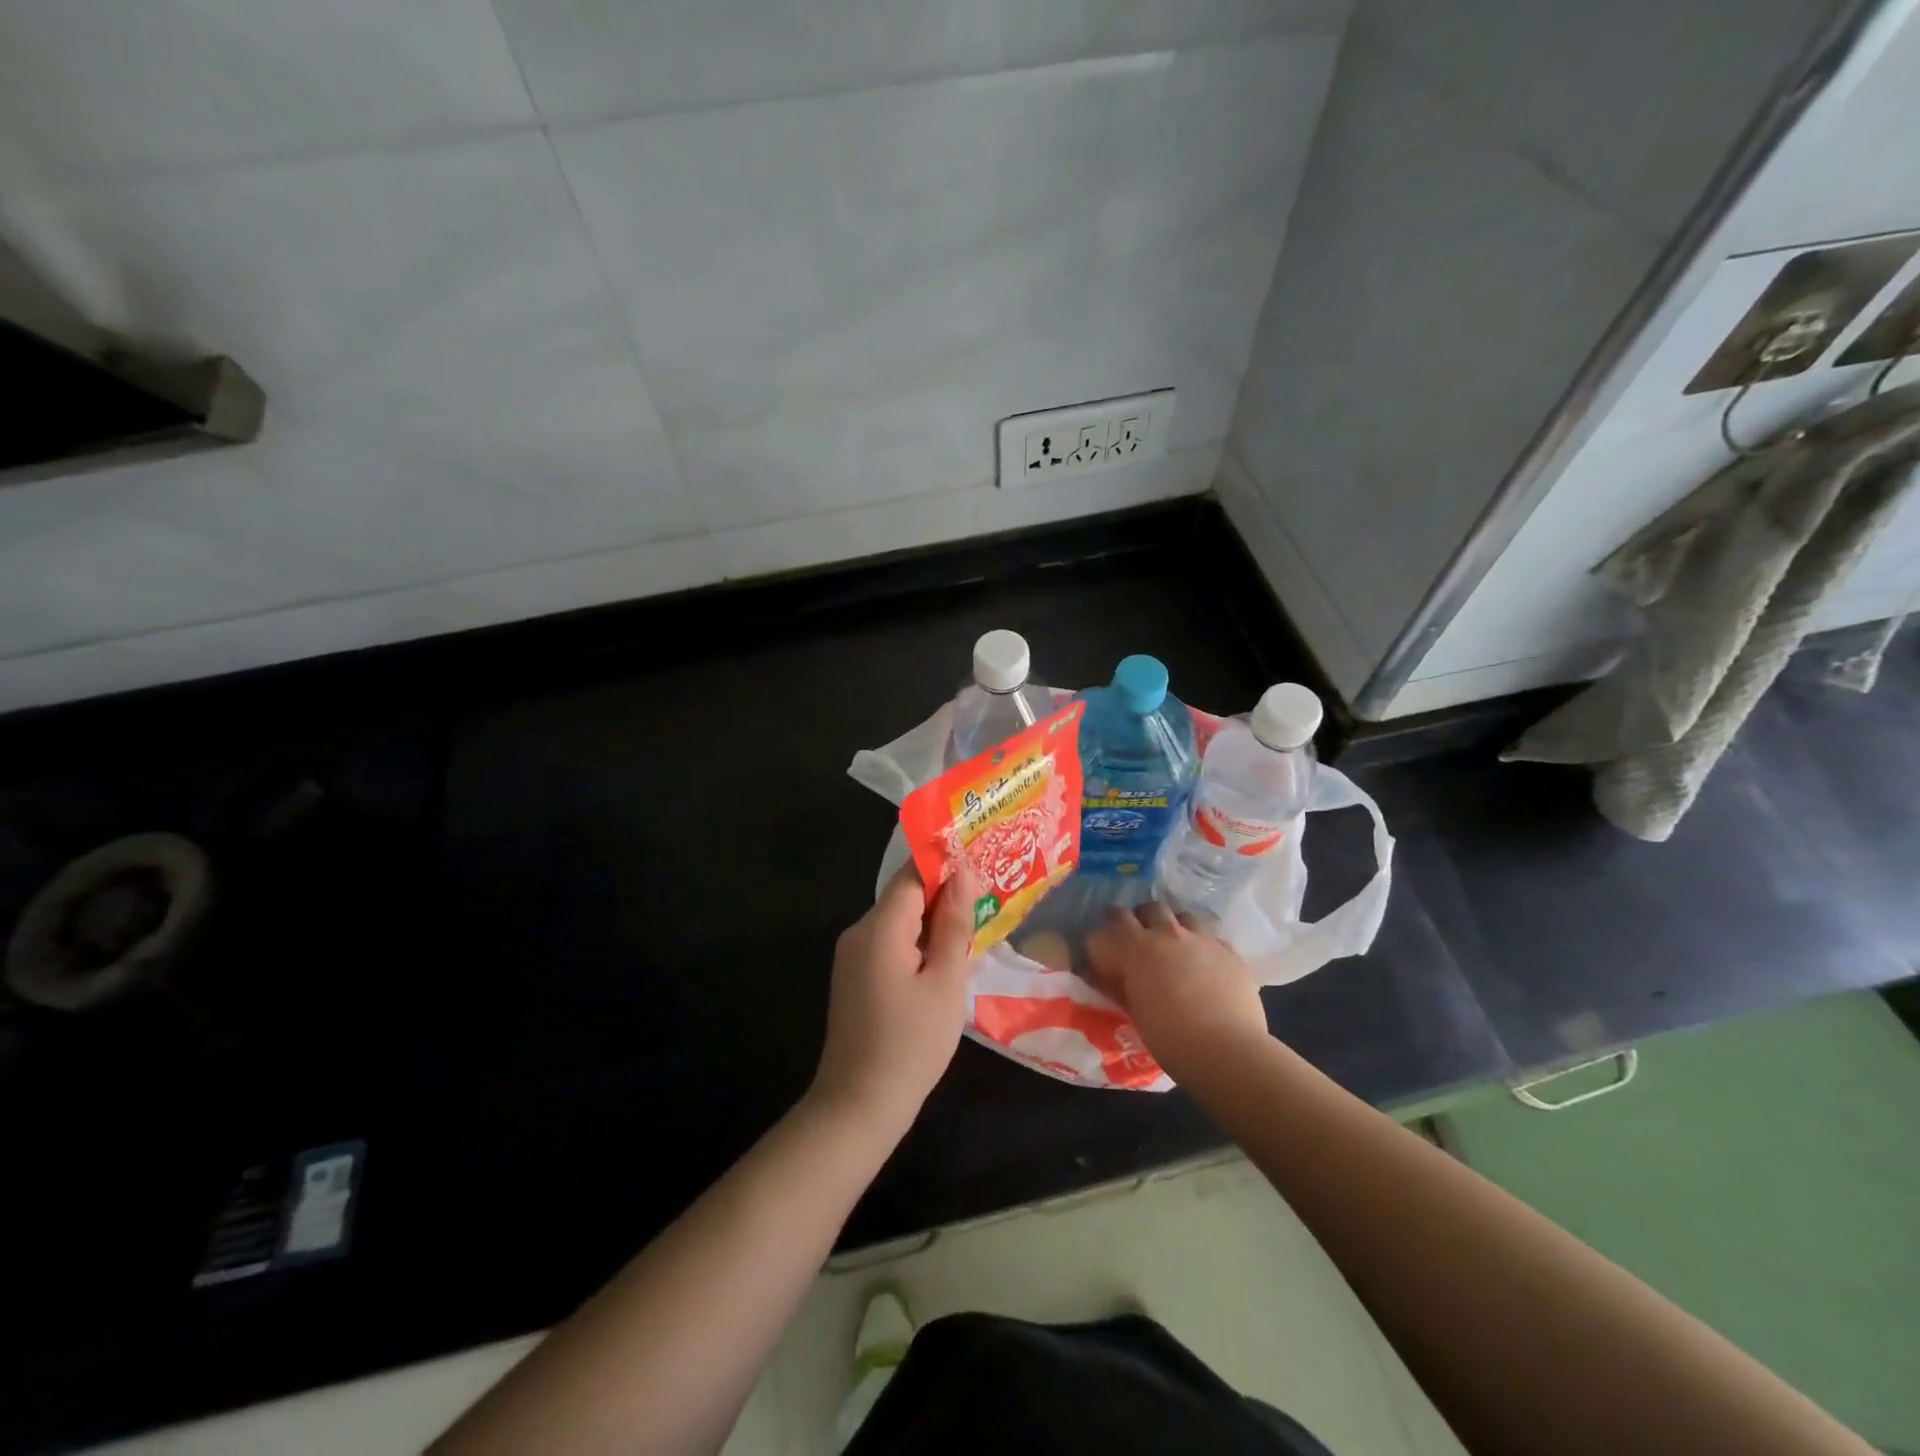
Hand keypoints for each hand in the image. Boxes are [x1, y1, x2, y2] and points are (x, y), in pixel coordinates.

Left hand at [810, 864, 976, 1134]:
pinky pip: (890, 944)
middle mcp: (859, 932)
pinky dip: (918, 945)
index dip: (947, 866)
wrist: (858, 1107)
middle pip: (905, 897)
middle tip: (989, 901)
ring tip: (975, 930)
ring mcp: (853, 956)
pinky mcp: (855, 978)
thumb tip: (963, 872)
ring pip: (899, 922)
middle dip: (945, 896)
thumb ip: (955, 924)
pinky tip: (946, 962)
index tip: (982, 865)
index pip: (913, 874)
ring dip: (934, 923)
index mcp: (879, 927)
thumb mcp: (945, 982)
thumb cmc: (911, 1044)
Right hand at [1085, 902, 1269, 1081]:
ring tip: (1176, 947)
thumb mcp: (1134, 1011)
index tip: (1108, 940)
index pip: (1115, 918)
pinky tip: (1207, 965)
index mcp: (1139, 948)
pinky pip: (1212, 938)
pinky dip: (1204, 946)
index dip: (1111, 926)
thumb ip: (1120, 985)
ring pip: (1184, 916)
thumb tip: (1106, 976)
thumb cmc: (1171, 1039)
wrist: (1227, 1052)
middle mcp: (1170, 934)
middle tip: (1142, 939)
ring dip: (1175, 927)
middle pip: (1151, 908)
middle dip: (1143, 919)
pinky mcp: (1231, 953)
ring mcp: (1204, 940)